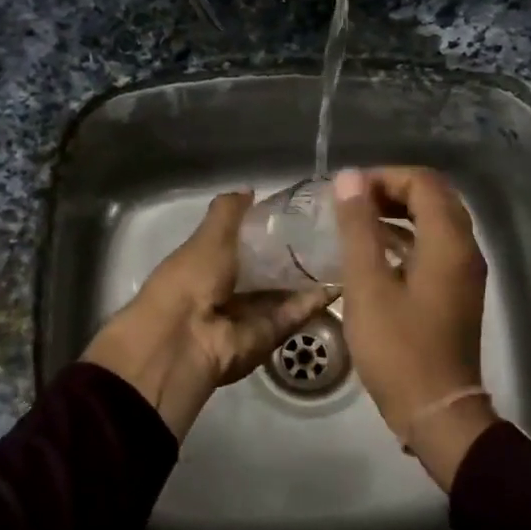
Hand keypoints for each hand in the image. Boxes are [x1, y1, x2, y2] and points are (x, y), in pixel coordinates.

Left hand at [84, 191, 334, 439]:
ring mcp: (249, 315)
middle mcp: (228, 289)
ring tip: (344, 249)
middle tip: (330, 230)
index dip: (266, 228)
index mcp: (207, 264)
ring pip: (285, 292)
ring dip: (310, 275)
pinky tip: (343, 277)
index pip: (242, 243)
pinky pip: (295, 313)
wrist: (186, 339)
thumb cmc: (191, 278)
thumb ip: (228, 212)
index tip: (298, 211)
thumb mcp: (208, 236)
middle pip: (267, 270)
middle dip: (294, 253)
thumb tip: (249, 190)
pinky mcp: (269, 334)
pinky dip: (316, 299)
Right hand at [333, 166, 497, 488]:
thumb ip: (358, 227)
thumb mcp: (367, 284)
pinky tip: (375, 252)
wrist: (436, 410)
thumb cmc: (398, 347)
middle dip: (392, 190)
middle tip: (352, 203)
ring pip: (436, 222)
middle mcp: (465, 249)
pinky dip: (407, 237)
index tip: (348, 192)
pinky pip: (435, 246)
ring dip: (399, 213)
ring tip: (357, 222)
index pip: (424, 182)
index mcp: (448, 242)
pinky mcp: (456, 291)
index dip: (384, 177)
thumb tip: (350, 177)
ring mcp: (465, 272)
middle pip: (434, 197)